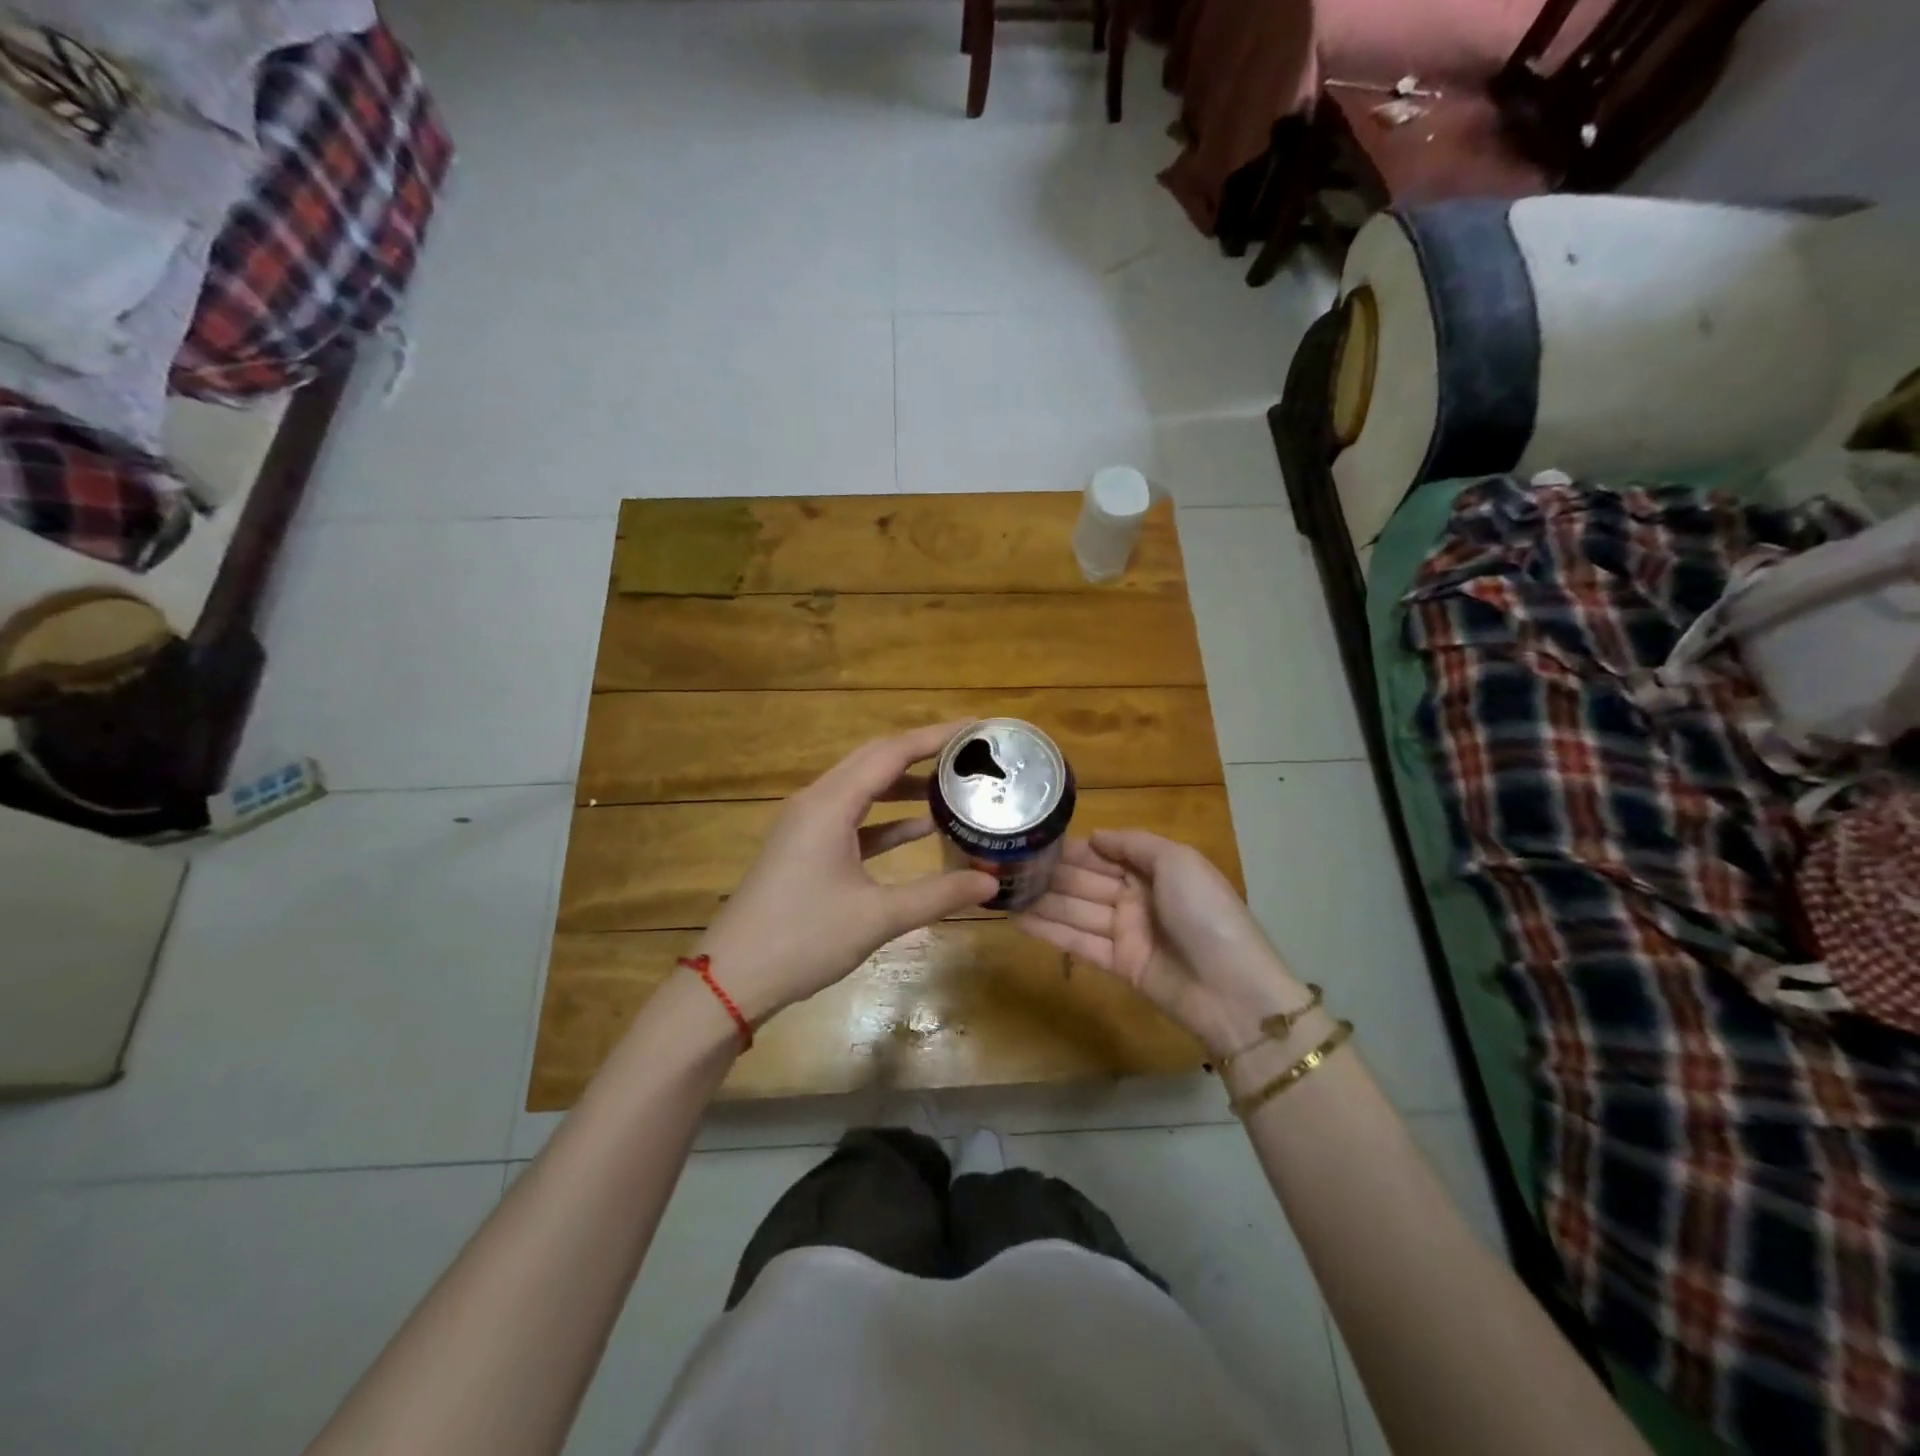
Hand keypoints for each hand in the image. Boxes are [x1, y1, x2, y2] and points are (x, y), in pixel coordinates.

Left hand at [695, 723, 997, 1025]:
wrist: (733, 978)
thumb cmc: (802, 939)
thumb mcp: (877, 917)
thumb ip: (937, 895)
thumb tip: (991, 883)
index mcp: (830, 805)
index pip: (890, 753)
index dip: (934, 737)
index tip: (976, 729)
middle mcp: (817, 802)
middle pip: (874, 760)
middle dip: (922, 751)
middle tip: (970, 752)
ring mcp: (808, 825)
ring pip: (863, 788)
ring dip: (904, 784)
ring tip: (953, 784)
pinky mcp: (806, 848)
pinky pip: (853, 818)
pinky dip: (886, 818)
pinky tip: (921, 828)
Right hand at [1016, 829, 1309, 1057]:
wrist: (1232, 989)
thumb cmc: (1206, 913)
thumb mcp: (1178, 862)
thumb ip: (1134, 844)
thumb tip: (1094, 836)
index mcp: (1155, 869)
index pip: (1104, 853)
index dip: (1071, 848)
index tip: (1033, 839)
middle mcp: (1137, 897)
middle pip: (1086, 881)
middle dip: (1049, 873)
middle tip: (1004, 864)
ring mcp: (1126, 932)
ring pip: (1076, 910)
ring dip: (1041, 901)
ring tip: (1000, 890)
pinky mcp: (1117, 964)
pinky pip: (1077, 942)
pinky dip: (1048, 930)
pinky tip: (1016, 919)